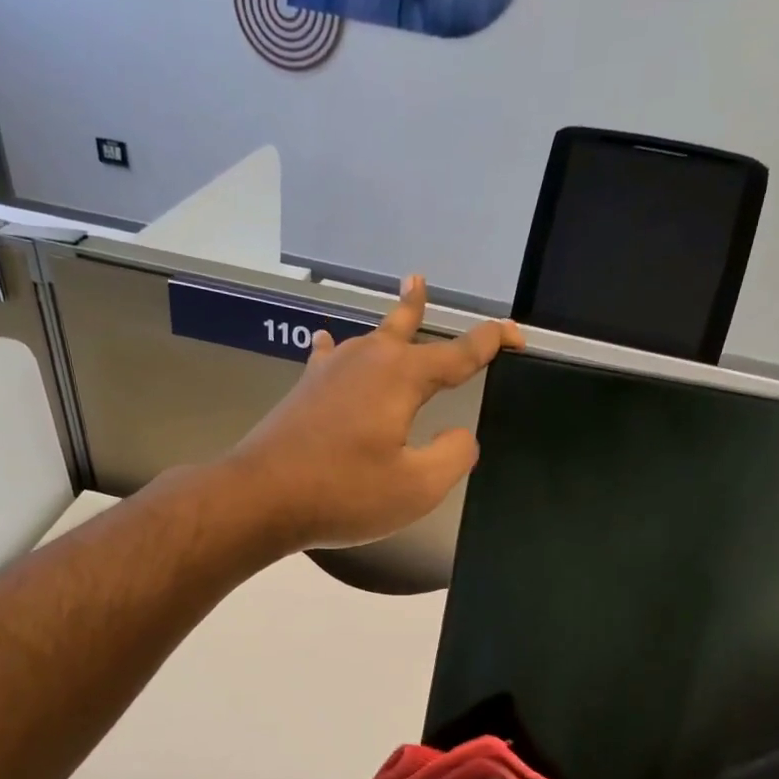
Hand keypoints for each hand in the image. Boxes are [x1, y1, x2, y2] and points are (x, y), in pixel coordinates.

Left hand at [227, 276, 523, 551]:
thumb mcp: (417, 487)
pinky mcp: (305, 392)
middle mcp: (366, 362)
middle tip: (422, 282)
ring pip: (368, 339)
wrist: (261, 497)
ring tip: (395, 303)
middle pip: (403, 327)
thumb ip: (453, 456)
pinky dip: (336, 350)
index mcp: (401, 378)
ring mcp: (330, 373)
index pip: (459, 353)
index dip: (492, 343)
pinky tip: (326, 344)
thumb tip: (460, 435)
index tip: (516, 336)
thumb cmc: (344, 492)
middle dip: (421, 308)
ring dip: (387, 323)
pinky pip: (329, 359)